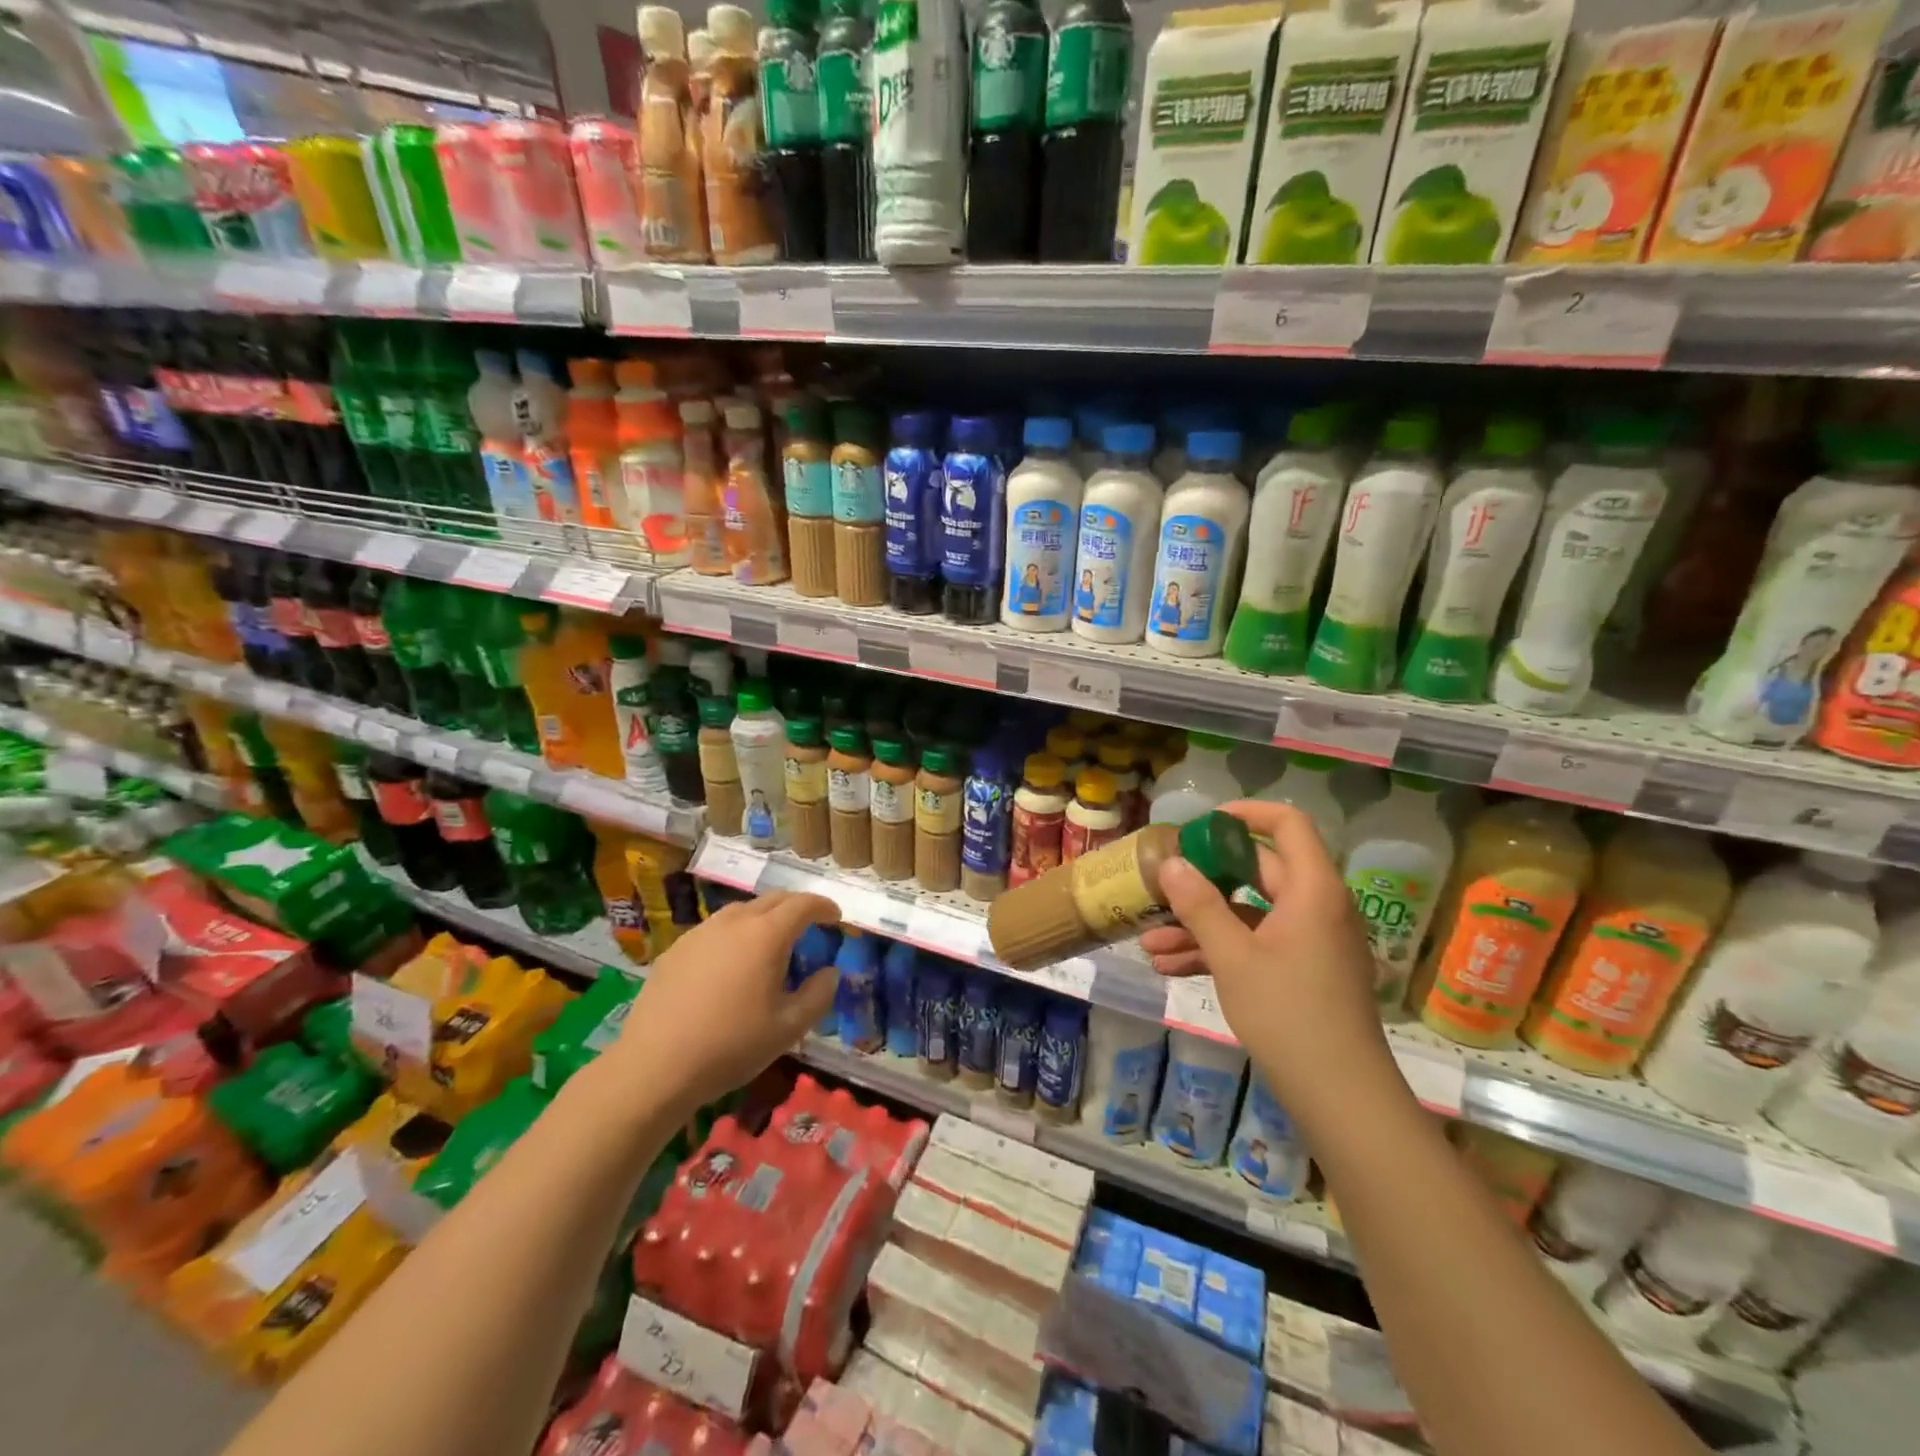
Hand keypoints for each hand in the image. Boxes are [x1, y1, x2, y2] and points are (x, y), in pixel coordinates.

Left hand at [608, 892, 841, 1114]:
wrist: (655, 1066)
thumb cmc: (731, 1046)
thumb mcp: (788, 1028)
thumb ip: (818, 995)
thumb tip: (830, 972)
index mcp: (766, 935)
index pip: (803, 905)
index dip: (823, 906)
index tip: (835, 917)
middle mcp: (734, 922)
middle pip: (772, 900)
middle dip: (795, 907)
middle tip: (809, 924)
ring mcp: (700, 933)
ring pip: (741, 911)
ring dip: (763, 918)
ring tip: (770, 942)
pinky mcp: (676, 950)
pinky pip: (715, 930)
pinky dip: (734, 934)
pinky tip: (730, 963)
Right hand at [1141, 801, 1396, 1116]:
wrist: (1340, 1096)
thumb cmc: (1288, 1014)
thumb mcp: (1233, 956)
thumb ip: (1199, 905)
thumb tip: (1171, 864)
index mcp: (1312, 890)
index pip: (1288, 825)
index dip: (1246, 814)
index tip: (1202, 824)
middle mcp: (1316, 907)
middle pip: (1258, 872)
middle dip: (1204, 881)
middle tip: (1162, 884)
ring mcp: (1311, 942)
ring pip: (1250, 914)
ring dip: (1201, 925)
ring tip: (1149, 943)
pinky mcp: (1303, 972)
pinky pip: (1257, 945)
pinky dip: (1219, 951)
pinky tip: (1170, 968)